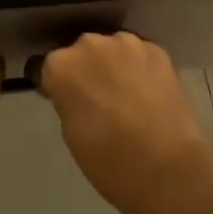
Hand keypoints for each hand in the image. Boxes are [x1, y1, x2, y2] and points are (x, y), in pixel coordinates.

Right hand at [34, 32, 212, 213]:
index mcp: (60, 66)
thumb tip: (75, 92)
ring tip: (126, 94)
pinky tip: (148, 92)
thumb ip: (67, 100)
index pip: (45, 67)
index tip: (62, 99)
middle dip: (85, 70)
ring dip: (112, 64)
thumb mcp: (71, 132)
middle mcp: (88, 44)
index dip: (54, 84)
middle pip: (79, 52)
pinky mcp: (156, 50)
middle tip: (97, 98)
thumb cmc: (108, 161)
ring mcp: (125, 43)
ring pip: (111, 49)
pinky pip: (139, 54)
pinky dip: (139, 68)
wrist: (167, 170)